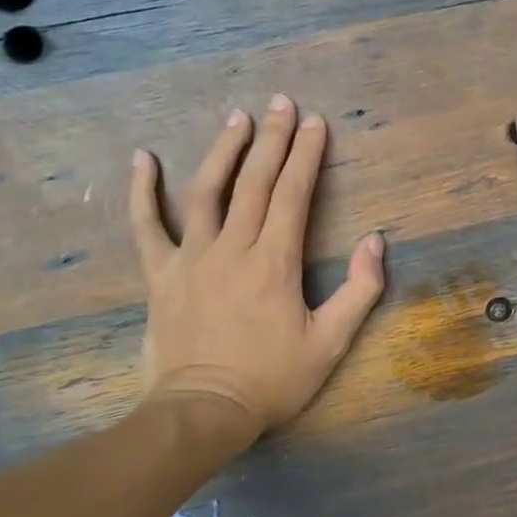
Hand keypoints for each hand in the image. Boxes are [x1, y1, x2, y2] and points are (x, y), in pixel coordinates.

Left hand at [128, 95, 385, 435]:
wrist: (203, 413)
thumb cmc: (272, 379)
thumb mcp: (331, 343)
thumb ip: (360, 290)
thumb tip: (375, 241)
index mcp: (275, 262)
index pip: (293, 194)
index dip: (306, 155)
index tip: (316, 123)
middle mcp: (232, 248)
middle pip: (254, 181)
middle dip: (272, 139)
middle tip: (282, 104)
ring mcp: (191, 258)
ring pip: (206, 191)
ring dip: (223, 150)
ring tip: (237, 117)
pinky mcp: (161, 274)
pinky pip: (147, 226)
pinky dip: (142, 191)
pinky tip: (142, 158)